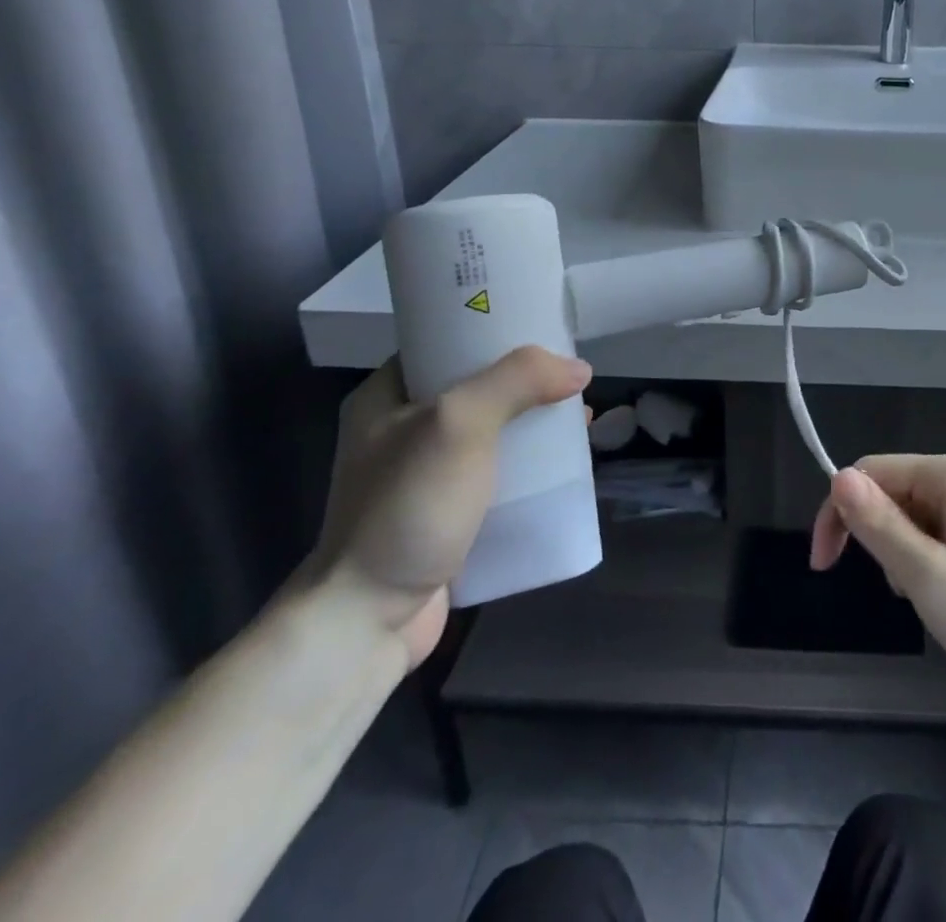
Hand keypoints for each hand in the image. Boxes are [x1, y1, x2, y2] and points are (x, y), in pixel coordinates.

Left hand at [308, 347, 591, 665]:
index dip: (496, 328)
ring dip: (534, 422)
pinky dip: (529, 464)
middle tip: (571, 375)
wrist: (367, 621)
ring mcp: (423, 474)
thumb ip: (518, 381)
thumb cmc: (407, 507)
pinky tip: (562, 464)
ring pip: (493, 429)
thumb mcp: (459, 423)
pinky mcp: (446, 512)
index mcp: (387, 394)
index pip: (447, 339)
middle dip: (528, 379)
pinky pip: (497, 472)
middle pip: (478, 384)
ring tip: (578, 416)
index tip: (543, 325)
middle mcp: (402, 428)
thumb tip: (578, 369)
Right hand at [810, 454, 945, 717]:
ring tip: (944, 612)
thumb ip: (883, 528)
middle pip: (902, 493)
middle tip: (907, 603)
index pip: (870, 473)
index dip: (838, 515)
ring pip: (931, 519)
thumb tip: (838, 476)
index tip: (825, 571)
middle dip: (884, 543)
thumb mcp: (938, 584)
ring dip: (916, 560)